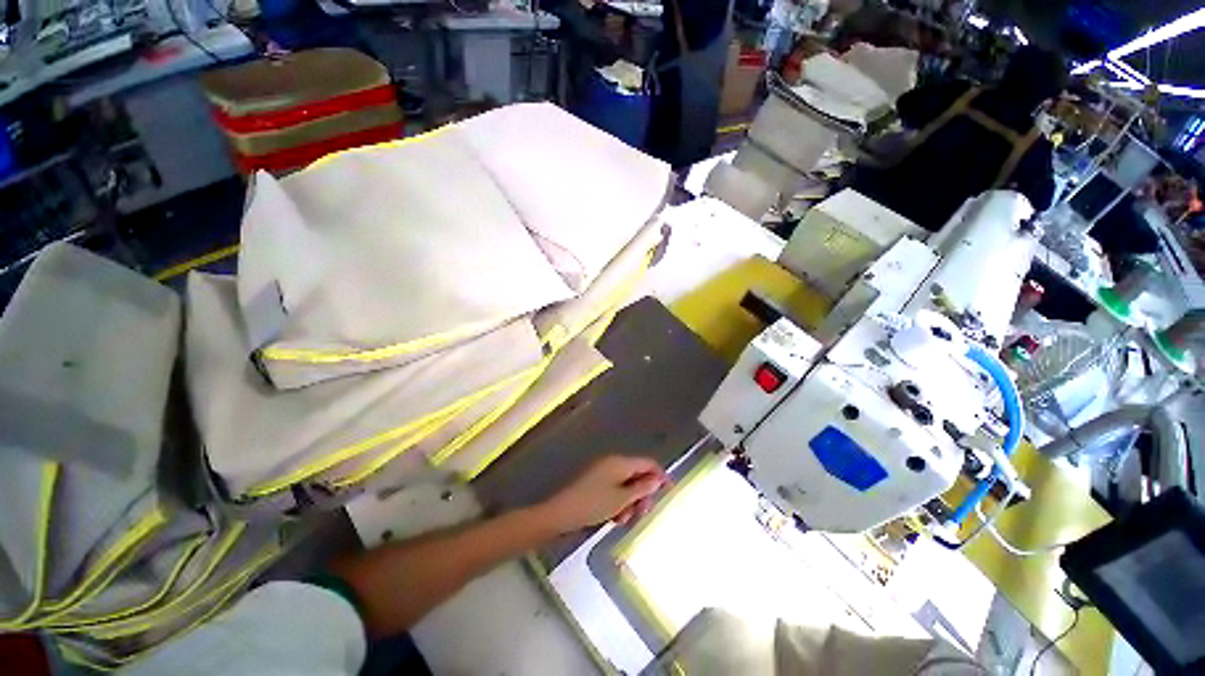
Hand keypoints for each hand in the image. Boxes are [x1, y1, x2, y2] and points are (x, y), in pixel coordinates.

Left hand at [538, 456, 667, 532]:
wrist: (562, 512)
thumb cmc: (594, 504)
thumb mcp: (622, 499)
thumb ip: (642, 488)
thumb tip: (657, 479)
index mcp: (620, 462)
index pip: (647, 463)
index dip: (660, 475)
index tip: (669, 491)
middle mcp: (613, 463)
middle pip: (637, 475)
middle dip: (643, 494)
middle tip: (643, 513)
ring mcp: (603, 472)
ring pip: (626, 485)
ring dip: (630, 502)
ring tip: (624, 520)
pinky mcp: (595, 483)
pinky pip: (615, 490)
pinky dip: (619, 503)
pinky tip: (614, 518)